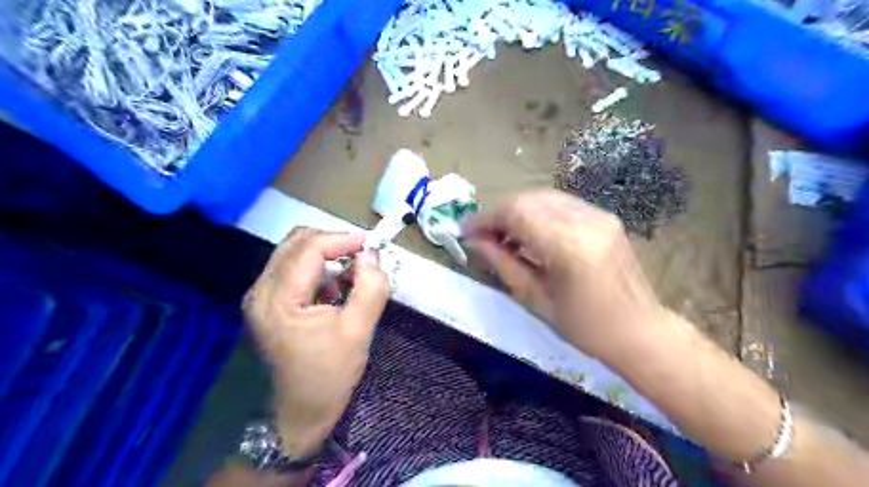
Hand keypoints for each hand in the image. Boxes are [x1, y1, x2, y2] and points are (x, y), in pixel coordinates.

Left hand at [242, 229, 388, 455]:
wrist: (295, 416)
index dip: (343, 239)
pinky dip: (317, 270)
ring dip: (326, 256)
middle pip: (297, 242)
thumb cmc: (327, 377)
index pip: (310, 248)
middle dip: (334, 243)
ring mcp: (260, 297)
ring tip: (351, 278)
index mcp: (278, 299)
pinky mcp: (266, 304)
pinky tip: (334, 292)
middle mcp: (261, 290)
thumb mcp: (358, 332)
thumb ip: (370, 288)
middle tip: (363, 257)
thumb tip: (372, 255)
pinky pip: (292, 270)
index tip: (372, 245)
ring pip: (294, 254)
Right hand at [464, 192, 667, 362]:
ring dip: (517, 211)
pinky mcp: (604, 217)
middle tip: (483, 235)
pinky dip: (537, 213)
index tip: (466, 230)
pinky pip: (560, 205)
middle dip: (499, 213)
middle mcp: (586, 221)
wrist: (640, 330)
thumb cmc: (586, 328)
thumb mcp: (537, 300)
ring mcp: (599, 215)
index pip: (517, 214)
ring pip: (543, 198)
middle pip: (529, 199)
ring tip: (503, 236)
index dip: (486, 218)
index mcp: (570, 246)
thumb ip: (504, 264)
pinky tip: (529, 234)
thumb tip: (476, 241)